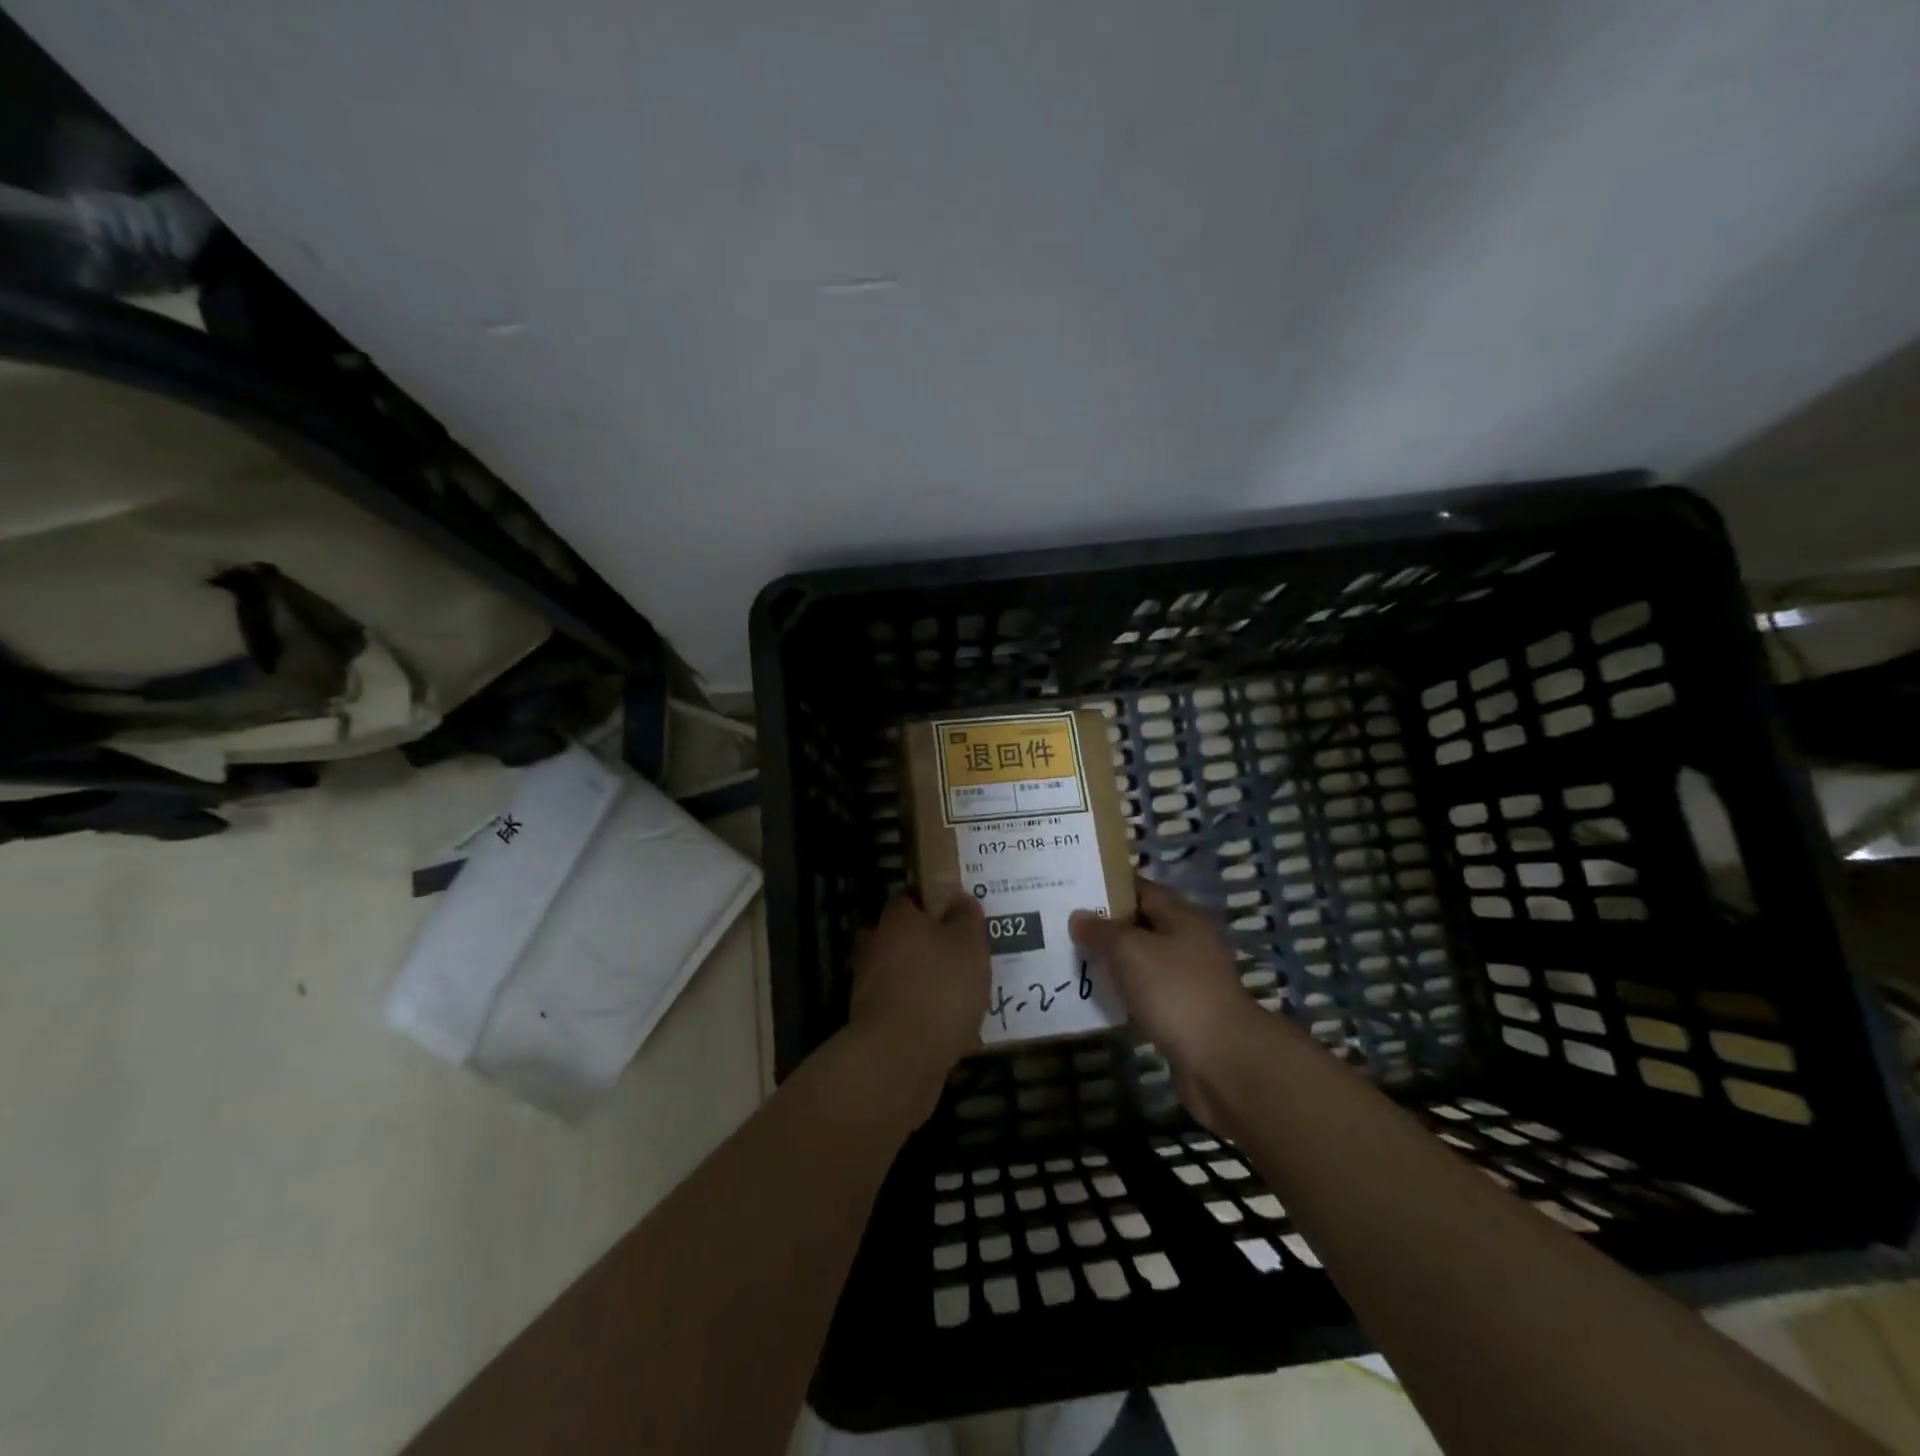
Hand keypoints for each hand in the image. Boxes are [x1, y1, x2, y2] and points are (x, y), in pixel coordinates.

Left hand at [847, 891, 990, 1110]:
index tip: (957, 913)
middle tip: (961, 953)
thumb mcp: (969, 945)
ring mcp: (869, 985)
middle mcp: (876, 945)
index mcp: (897, 919)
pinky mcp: (872, 1022)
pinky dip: (918, 1010)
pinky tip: (946, 1023)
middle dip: (927, 943)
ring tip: (960, 992)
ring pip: (900, 972)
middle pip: (902, 935)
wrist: (899, 1058)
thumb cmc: (939, 988)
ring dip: (923, 979)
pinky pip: (901, 1005)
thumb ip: (966, 918)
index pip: (910, 897)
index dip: (933, 901)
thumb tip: (960, 899)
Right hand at [1069, 880, 1256, 1125]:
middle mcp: (1189, 942)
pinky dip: (1125, 994)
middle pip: (1141, 925)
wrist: (1222, 1060)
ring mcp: (1190, 980)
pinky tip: (1099, 998)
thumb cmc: (1175, 991)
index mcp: (1182, 916)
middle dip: (1106, 927)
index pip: (1141, 889)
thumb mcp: (1129, 951)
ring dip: (1114, 963)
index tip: (1074, 890)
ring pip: (1143, 962)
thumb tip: (1079, 916)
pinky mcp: (1185, 1014)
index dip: (1108, 887)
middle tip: (1064, 927)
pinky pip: (1147, 994)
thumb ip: (1101, 931)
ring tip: (1074, 961)